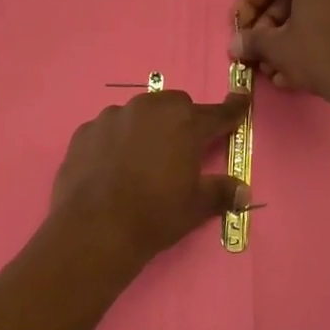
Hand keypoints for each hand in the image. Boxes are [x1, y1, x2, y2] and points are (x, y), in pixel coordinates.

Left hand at [50, 90, 251, 266]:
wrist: (94, 228)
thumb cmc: (154, 214)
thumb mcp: (196, 206)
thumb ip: (221, 192)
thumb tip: (244, 191)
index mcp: (184, 123)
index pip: (216, 114)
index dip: (232, 110)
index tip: (240, 101)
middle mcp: (148, 109)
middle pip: (174, 105)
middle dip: (182, 121)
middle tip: (181, 150)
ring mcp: (112, 116)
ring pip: (137, 114)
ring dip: (145, 129)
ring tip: (140, 161)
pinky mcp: (84, 131)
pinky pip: (108, 130)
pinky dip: (114, 141)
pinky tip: (111, 167)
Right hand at [231, 0, 329, 111]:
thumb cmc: (321, 56)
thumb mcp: (278, 48)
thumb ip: (252, 41)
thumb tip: (235, 44)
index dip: (247, 1)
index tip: (240, 28)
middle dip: (267, 25)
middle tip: (256, 51)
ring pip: (309, 10)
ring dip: (285, 38)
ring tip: (273, 69)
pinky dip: (309, 39)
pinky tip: (295, 72)